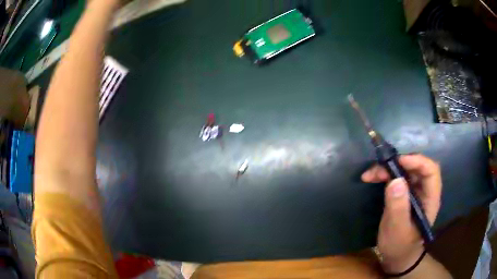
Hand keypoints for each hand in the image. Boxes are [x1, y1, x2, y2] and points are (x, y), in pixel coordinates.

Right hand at [361, 154, 441, 273]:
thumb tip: (396, 180)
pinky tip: (373, 178)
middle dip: (397, 164)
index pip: (431, 171)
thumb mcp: (397, 230)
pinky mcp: (404, 194)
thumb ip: (398, 207)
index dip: (417, 161)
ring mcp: (415, 192)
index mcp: (431, 199)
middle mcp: (425, 191)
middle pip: (416, 167)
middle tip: (378, 169)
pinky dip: (385, 175)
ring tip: (370, 175)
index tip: (398, 161)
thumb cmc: (400, 246)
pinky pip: (397, 178)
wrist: (396, 257)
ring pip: (405, 170)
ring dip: (388, 168)